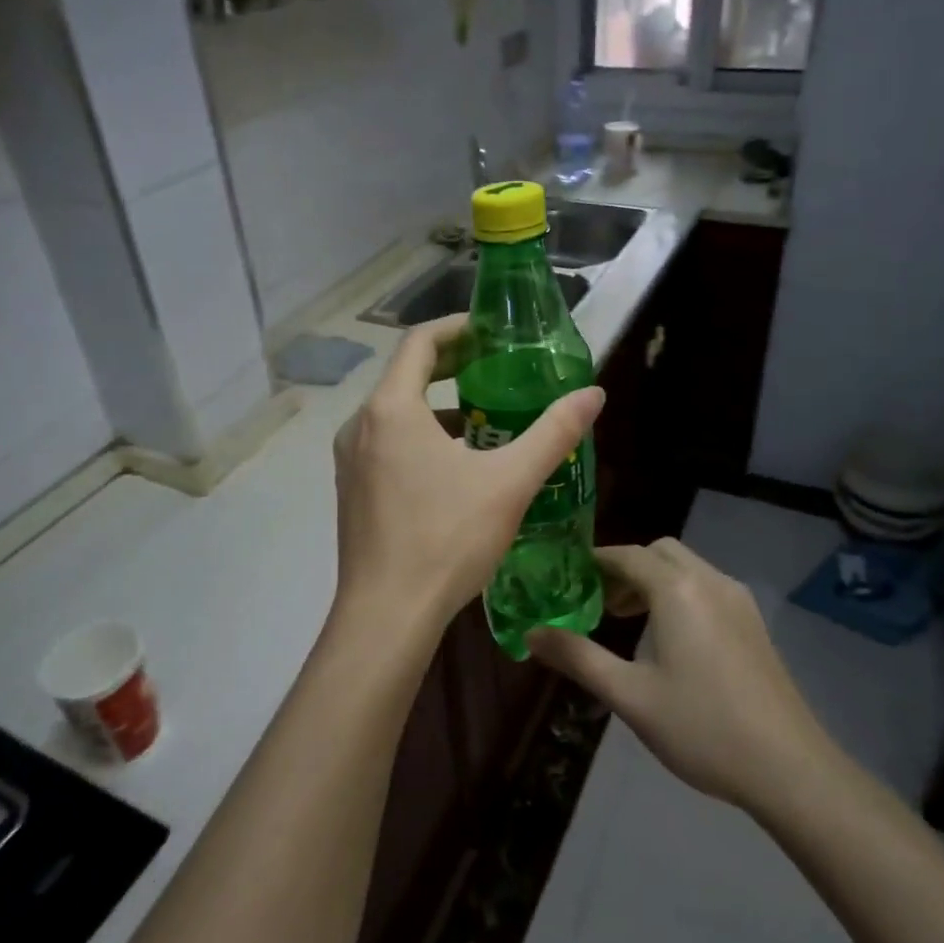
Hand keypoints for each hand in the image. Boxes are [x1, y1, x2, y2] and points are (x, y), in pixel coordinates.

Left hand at [330, 316, 603, 658]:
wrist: (387, 615)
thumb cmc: (447, 539)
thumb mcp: (510, 483)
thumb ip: (554, 433)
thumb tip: (593, 394)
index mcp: (391, 409)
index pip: (419, 342)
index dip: (456, 328)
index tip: (491, 331)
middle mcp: (360, 425)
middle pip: (404, 375)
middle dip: (450, 366)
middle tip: (494, 368)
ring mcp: (350, 460)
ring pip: (395, 414)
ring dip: (436, 406)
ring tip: (483, 419)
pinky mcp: (350, 490)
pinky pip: (385, 444)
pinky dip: (418, 437)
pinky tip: (453, 468)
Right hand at [528, 539, 831, 814]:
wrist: (790, 768)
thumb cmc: (701, 727)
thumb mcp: (629, 696)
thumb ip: (577, 658)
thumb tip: (530, 634)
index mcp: (677, 590)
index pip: (626, 555)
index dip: (594, 561)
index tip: (567, 577)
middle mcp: (710, 581)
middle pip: (659, 552)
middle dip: (626, 568)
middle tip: (600, 604)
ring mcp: (738, 600)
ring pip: (686, 568)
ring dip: (654, 580)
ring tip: (630, 622)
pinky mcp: (754, 623)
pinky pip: (707, 587)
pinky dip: (680, 594)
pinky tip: (673, 640)